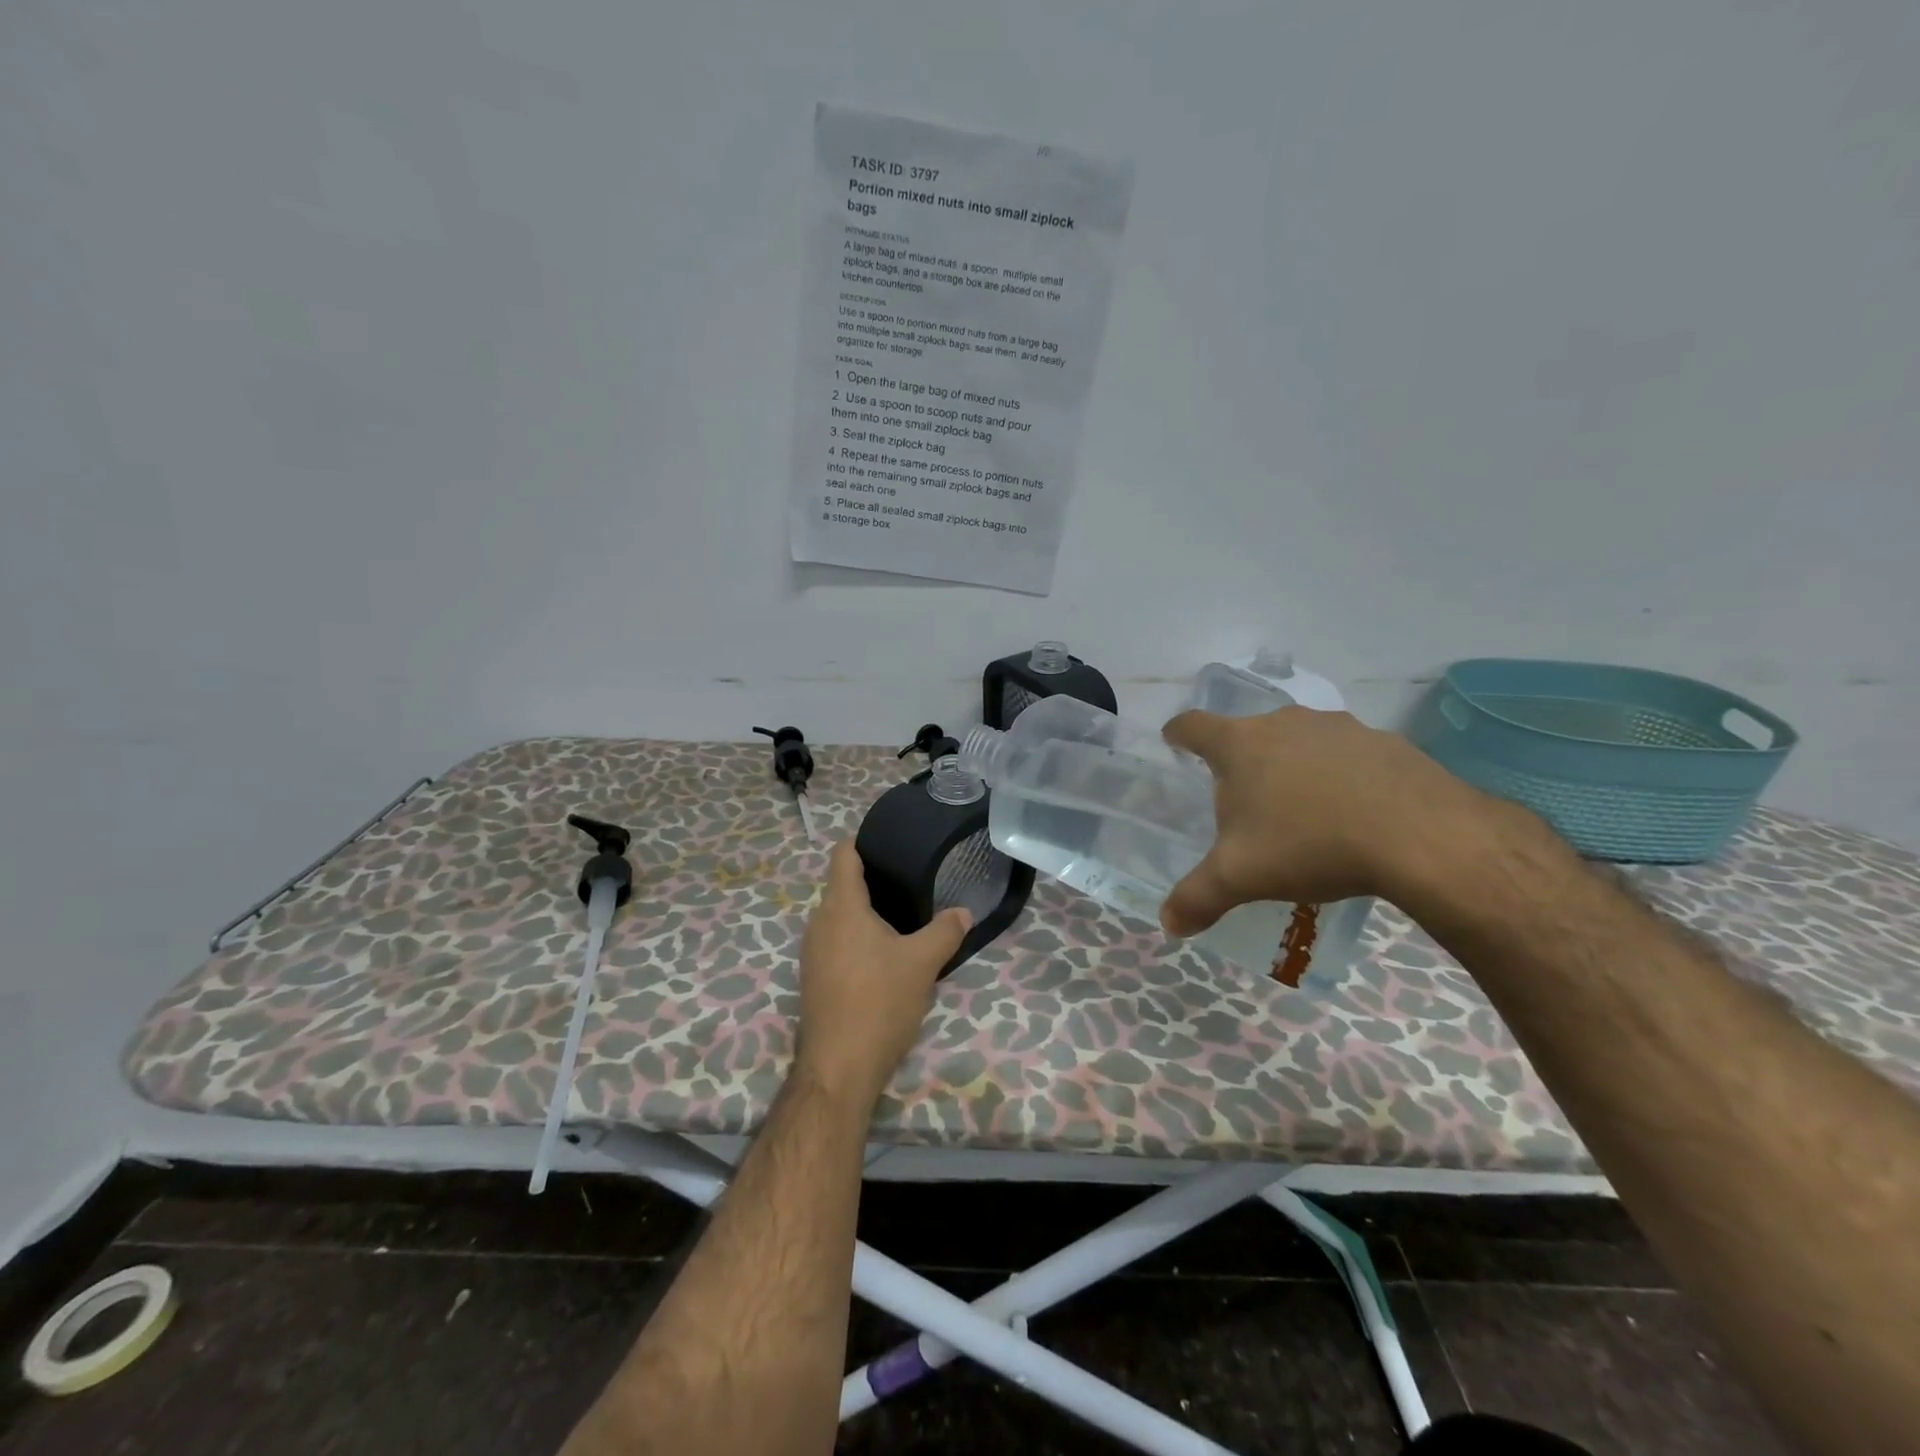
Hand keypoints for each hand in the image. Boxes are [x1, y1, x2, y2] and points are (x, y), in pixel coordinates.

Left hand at [795, 840, 971, 1105]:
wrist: (838, 1067)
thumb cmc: (879, 1002)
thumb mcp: (923, 963)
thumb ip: (946, 931)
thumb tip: (963, 911)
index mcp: (841, 907)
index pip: (843, 854)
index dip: (864, 841)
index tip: (891, 843)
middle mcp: (819, 922)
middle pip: (843, 885)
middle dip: (873, 881)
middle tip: (911, 883)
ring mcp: (812, 952)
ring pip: (839, 917)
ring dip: (866, 914)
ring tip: (903, 918)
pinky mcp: (814, 978)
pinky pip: (836, 942)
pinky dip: (857, 939)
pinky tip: (884, 956)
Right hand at [1159, 706, 1492, 934]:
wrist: (1422, 837)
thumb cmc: (1310, 845)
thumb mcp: (1241, 878)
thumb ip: (1197, 898)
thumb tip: (1168, 925)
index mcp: (1241, 744)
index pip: (1193, 725)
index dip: (1178, 733)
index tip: (1173, 741)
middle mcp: (1285, 723)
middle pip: (1249, 733)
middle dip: (1241, 761)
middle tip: (1244, 800)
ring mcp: (1340, 728)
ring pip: (1300, 741)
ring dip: (1293, 766)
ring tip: (1302, 809)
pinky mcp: (1387, 742)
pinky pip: (1349, 755)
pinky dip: (1341, 776)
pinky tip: (1354, 813)